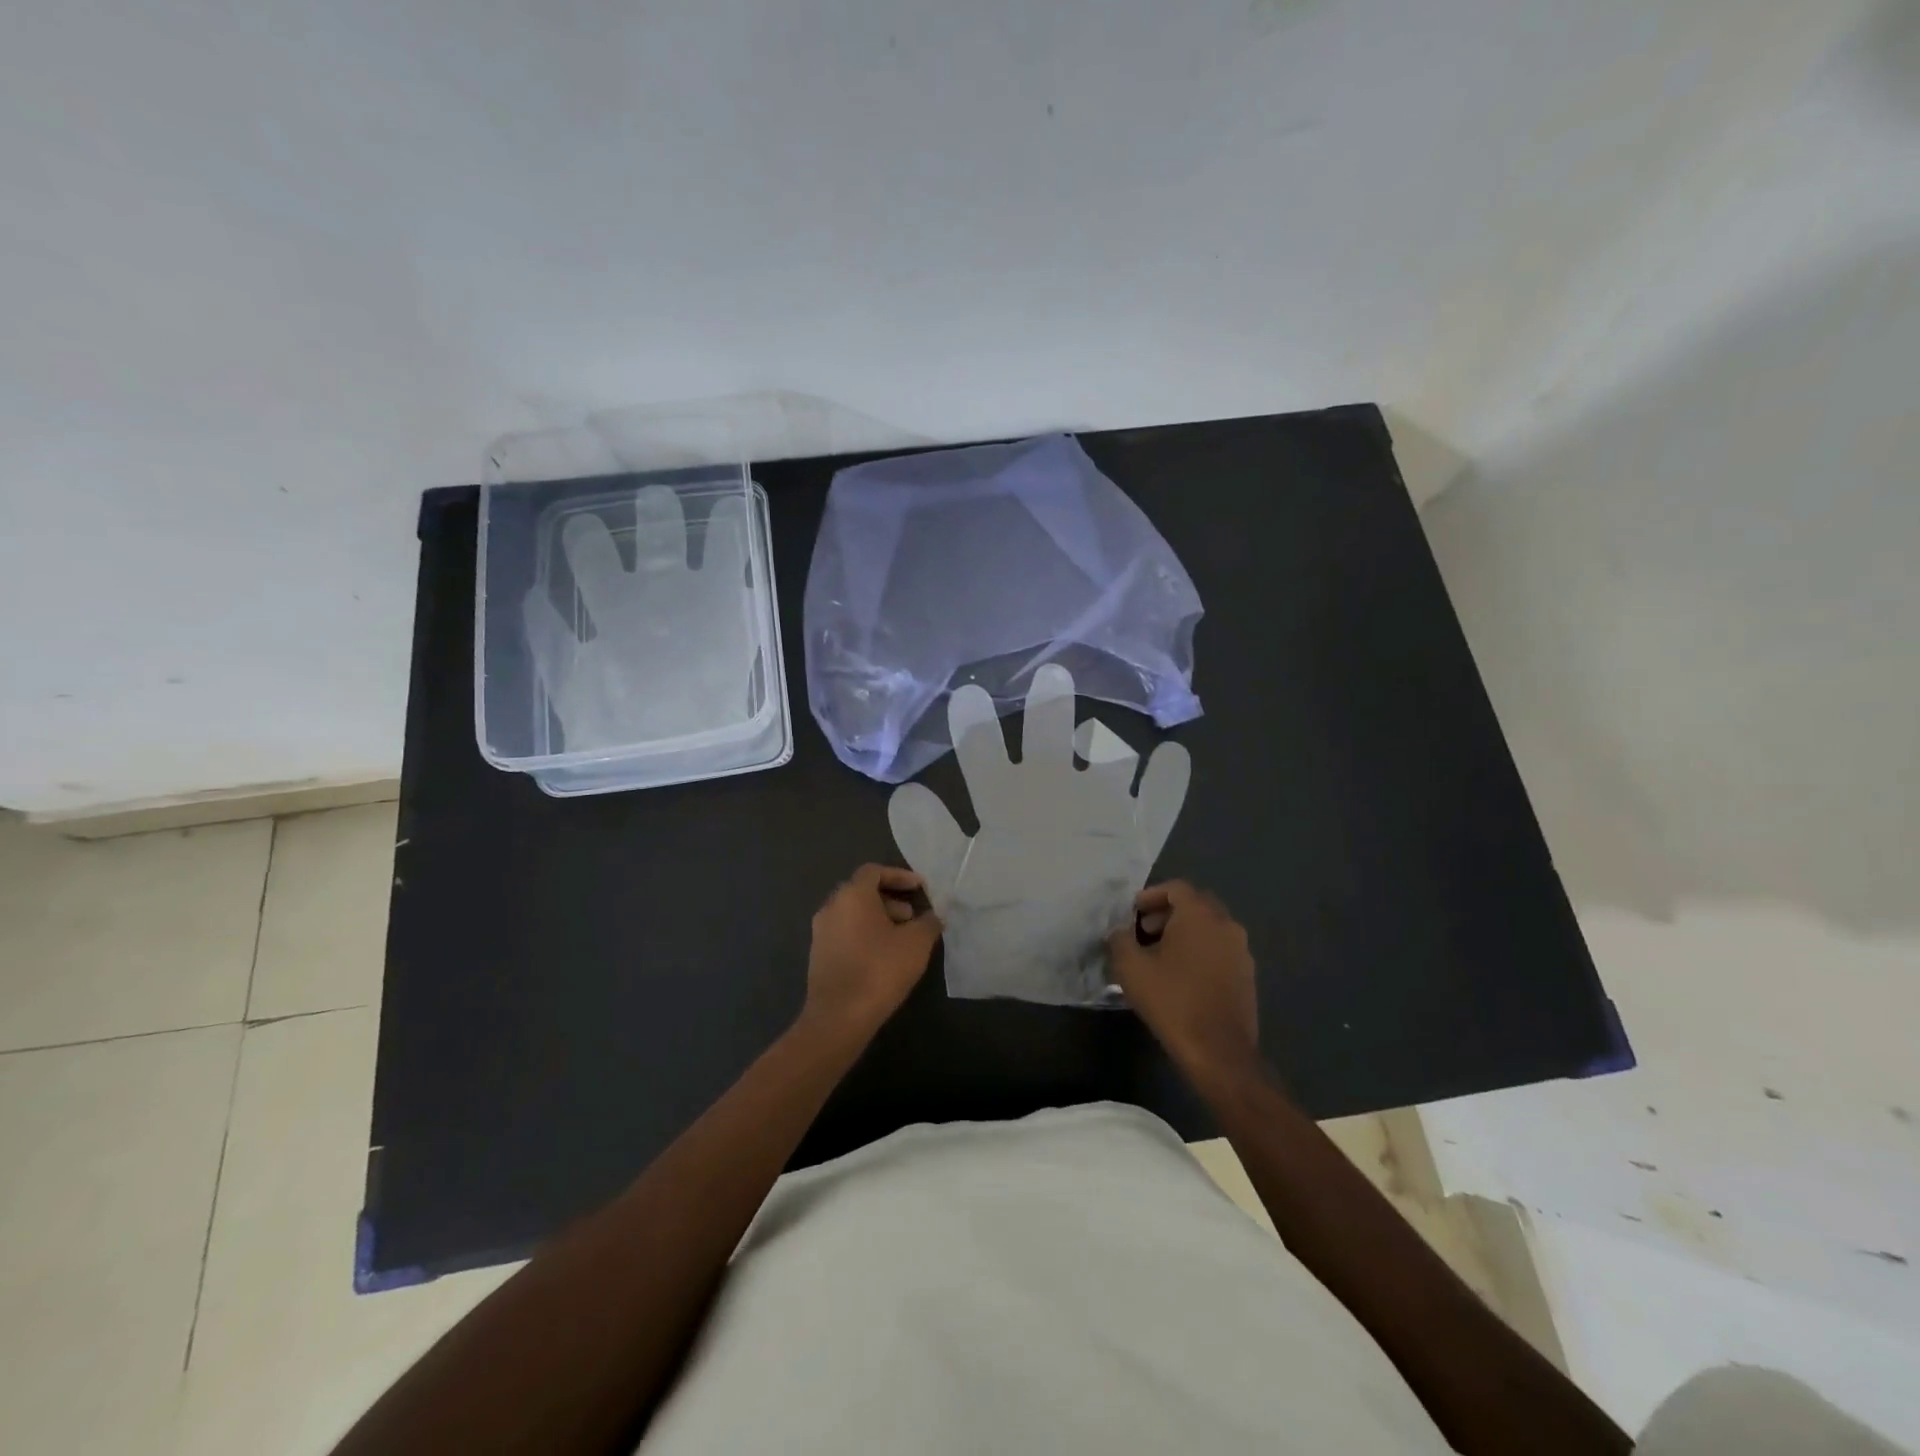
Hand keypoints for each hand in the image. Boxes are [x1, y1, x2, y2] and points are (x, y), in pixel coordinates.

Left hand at [802, 865, 943, 1038]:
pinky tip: (883, 957)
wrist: (838, 1017)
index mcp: (852, 895)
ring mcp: (821, 932)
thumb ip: (928, 922)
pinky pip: (845, 933)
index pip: (874, 871)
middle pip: (862, 892)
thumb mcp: (916, 943)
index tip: (920, 888)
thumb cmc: (880, 969)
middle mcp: (831, 907)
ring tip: (902, 939)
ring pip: (853, 914)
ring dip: (878, 919)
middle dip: (890, 900)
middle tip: (913, 916)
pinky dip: (865, 935)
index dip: (899, 876)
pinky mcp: (818, 955)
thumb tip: (933, 916)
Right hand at [1107, 881, 1258, 1082]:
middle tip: (1144, 931)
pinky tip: (1181, 976)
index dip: (1151, 896)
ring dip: (1184, 932)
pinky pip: (1219, 949)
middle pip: (1195, 904)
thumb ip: (1119, 939)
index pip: (1176, 888)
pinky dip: (1200, 951)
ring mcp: (1241, 950)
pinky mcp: (1247, 975)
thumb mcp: (1131, 968)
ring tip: (1159, 956)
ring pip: (1209, 927)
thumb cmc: (1172, 1001)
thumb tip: (1118, 931)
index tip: (1132, 913)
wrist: (1219, 1052)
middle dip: (1167, 913)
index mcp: (1200, 915)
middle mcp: (1226, 924)